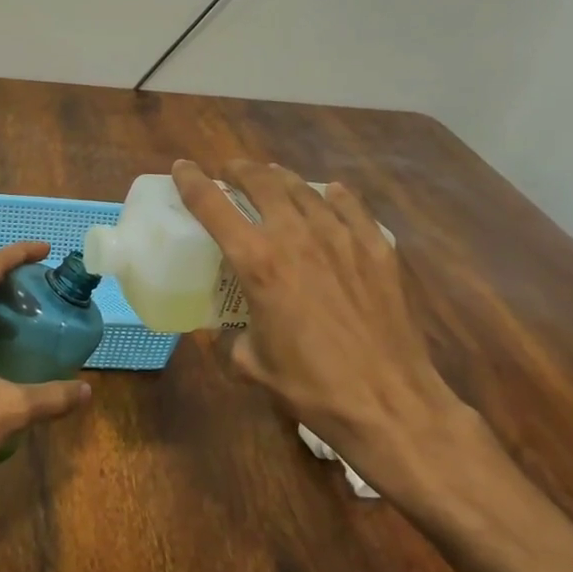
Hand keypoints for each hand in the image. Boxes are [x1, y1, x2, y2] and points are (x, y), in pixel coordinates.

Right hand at [171, 159, 499, 516]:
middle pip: (262, 182)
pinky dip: (333, 195)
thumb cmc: (312, 387)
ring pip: (304, 189)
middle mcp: (296, 237)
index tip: (182, 168)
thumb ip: (230, 339)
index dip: (192, 181)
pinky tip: (330, 194)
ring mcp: (342, 238)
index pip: (213, 206)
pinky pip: (351, 206)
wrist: (390, 403)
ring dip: (281, 178)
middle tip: (230, 172)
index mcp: (258, 263)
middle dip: (240, 170)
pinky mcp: (377, 249)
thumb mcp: (253, 365)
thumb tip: (224, 331)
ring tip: (272, 178)